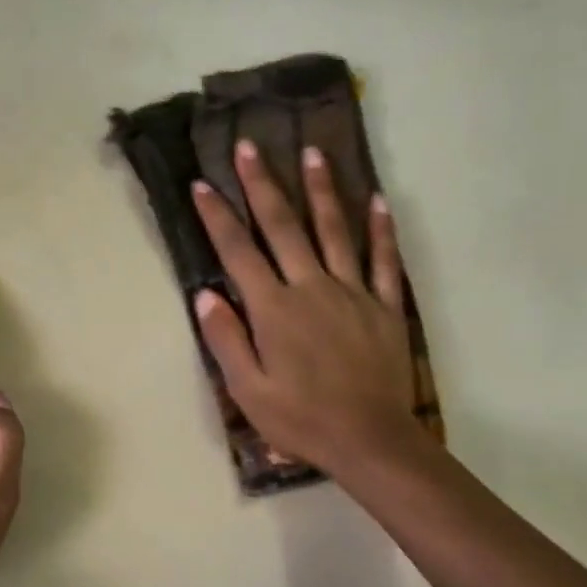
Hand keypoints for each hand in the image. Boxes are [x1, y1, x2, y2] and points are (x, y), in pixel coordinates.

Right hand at [191, 141, 426, 479]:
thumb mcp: (248, 390)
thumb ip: (227, 340)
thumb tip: (206, 296)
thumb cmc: (301, 420)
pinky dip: (381, 230)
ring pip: (335, 231)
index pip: (239, 253)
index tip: (201, 185)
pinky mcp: (385, 307)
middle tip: (251, 147)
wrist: (369, 440)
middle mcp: (312, 288)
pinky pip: (384, 260)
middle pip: (284, 228)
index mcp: (274, 310)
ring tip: (313, 153)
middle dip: (263, 185)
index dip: (217, 217)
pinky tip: (379, 201)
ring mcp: (353, 293)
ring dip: (322, 191)